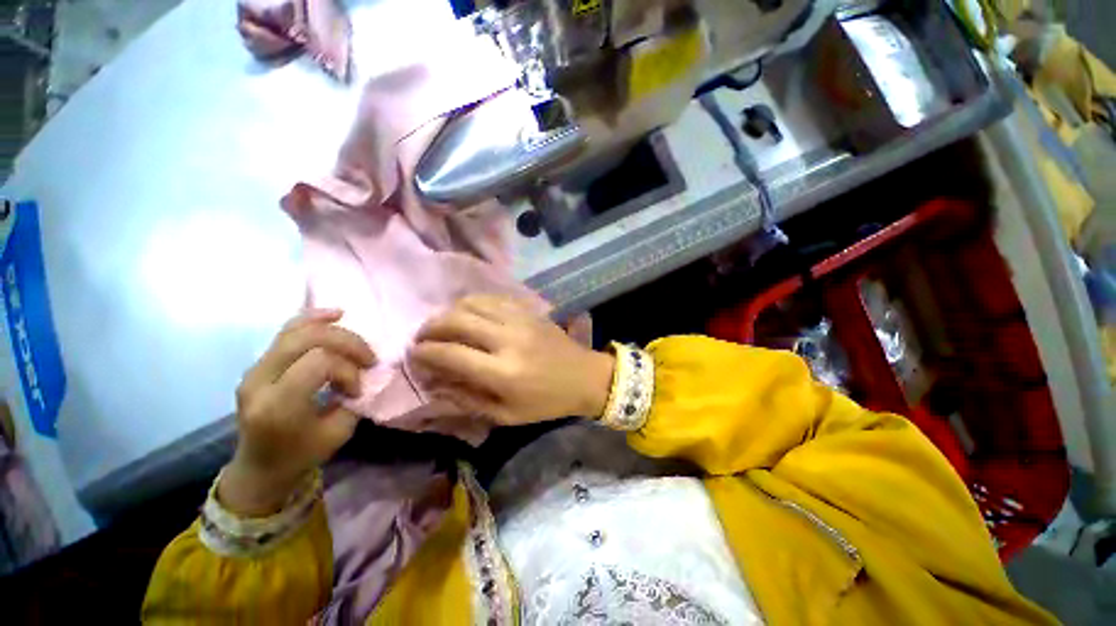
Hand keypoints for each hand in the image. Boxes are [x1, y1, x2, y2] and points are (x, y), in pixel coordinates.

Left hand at [220, 309, 375, 515]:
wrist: (260, 467)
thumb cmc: (301, 455)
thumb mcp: (338, 433)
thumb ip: (354, 399)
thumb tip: (367, 372)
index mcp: (278, 406)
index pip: (319, 363)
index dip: (347, 369)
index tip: (357, 389)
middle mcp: (259, 382)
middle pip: (307, 340)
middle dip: (346, 342)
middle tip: (368, 358)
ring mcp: (254, 370)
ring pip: (295, 330)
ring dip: (333, 329)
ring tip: (357, 336)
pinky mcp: (258, 365)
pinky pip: (286, 333)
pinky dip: (312, 320)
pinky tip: (334, 314)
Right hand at [409, 296, 614, 425]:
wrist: (584, 376)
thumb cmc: (546, 402)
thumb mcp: (506, 414)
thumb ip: (468, 399)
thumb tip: (435, 383)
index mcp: (503, 372)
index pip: (451, 355)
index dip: (426, 353)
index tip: (414, 355)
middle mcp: (508, 340)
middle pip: (457, 321)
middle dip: (430, 328)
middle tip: (422, 338)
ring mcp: (519, 320)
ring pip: (472, 304)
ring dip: (449, 312)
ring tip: (441, 325)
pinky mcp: (528, 310)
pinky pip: (492, 298)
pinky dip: (472, 303)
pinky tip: (467, 313)